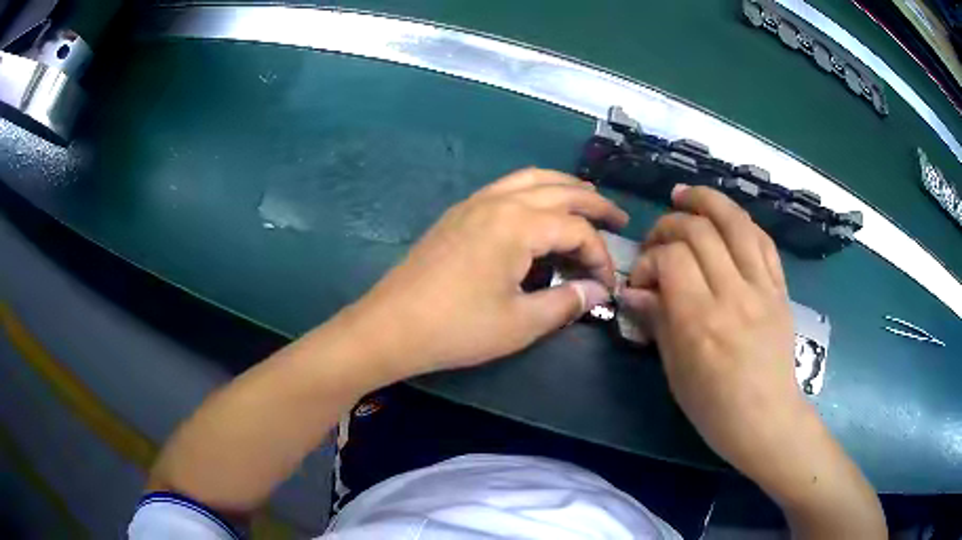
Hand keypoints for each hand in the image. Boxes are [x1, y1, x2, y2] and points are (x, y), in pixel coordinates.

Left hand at [345, 168, 627, 378]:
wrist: (390, 326)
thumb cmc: (457, 328)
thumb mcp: (520, 322)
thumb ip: (566, 302)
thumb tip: (596, 292)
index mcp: (518, 224)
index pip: (577, 229)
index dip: (600, 256)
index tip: (606, 286)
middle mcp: (499, 201)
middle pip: (560, 189)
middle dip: (594, 202)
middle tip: (618, 218)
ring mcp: (474, 203)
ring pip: (530, 179)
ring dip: (563, 187)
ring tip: (585, 201)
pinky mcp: (458, 213)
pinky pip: (506, 188)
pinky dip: (533, 191)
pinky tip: (537, 211)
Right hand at [621, 186, 885, 538]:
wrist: (767, 420)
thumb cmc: (714, 408)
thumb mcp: (675, 371)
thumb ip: (658, 321)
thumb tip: (635, 290)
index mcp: (702, 322)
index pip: (672, 259)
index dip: (649, 259)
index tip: (642, 279)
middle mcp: (734, 295)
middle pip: (700, 231)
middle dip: (670, 225)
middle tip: (657, 241)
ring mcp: (762, 288)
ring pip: (736, 222)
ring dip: (707, 201)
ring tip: (685, 196)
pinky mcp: (780, 289)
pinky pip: (763, 240)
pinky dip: (740, 222)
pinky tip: (724, 219)